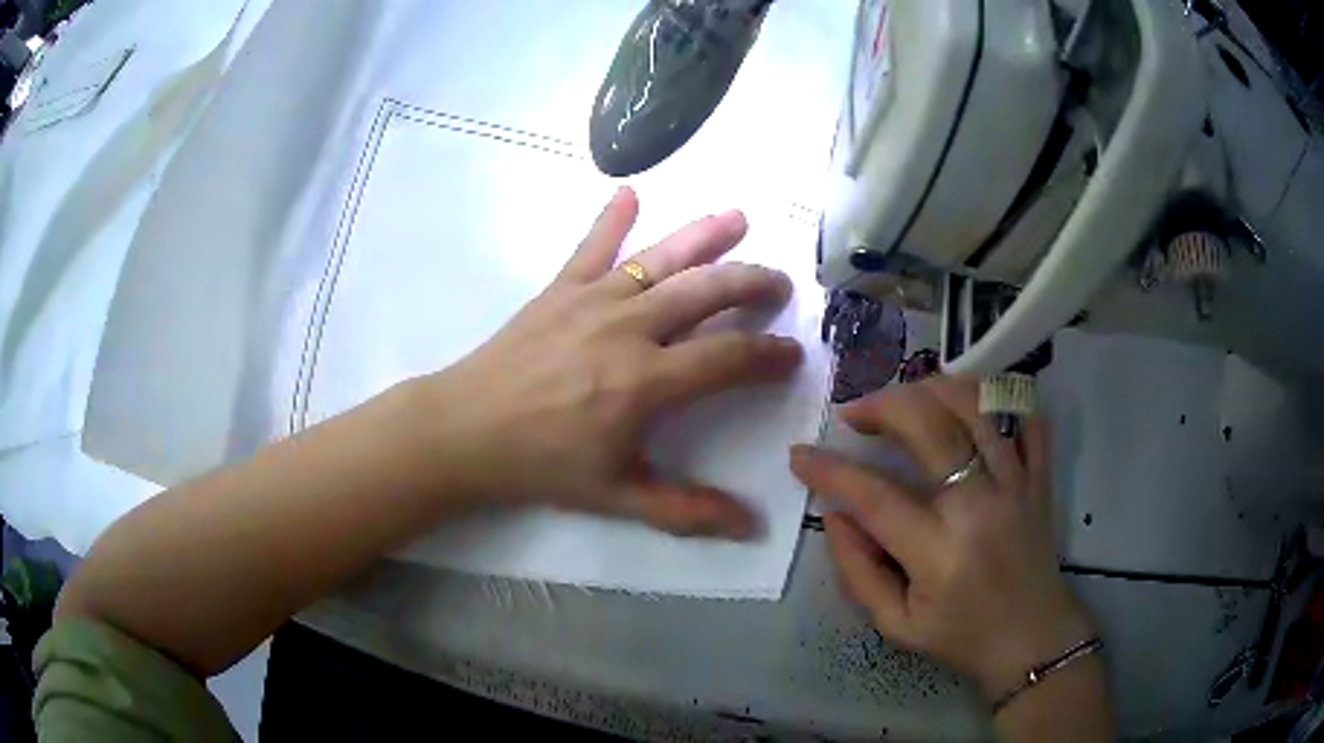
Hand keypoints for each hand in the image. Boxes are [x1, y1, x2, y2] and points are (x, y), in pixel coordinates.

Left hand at [409, 187, 801, 537]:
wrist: (465, 430)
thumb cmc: (541, 464)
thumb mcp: (616, 497)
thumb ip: (685, 510)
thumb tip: (749, 526)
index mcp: (647, 381)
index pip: (729, 357)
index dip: (769, 355)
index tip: (794, 353)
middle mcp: (630, 328)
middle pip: (707, 291)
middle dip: (753, 282)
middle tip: (781, 283)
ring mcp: (593, 299)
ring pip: (662, 258)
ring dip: (704, 234)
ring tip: (738, 217)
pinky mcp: (559, 288)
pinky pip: (591, 246)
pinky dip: (611, 218)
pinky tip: (627, 191)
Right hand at [790, 376, 1095, 701]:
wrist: (1030, 638)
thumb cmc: (960, 635)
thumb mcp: (895, 624)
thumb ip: (858, 572)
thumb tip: (835, 516)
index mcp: (939, 552)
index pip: (875, 496)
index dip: (830, 470)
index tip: (800, 455)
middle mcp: (980, 505)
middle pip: (930, 425)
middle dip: (883, 405)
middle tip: (856, 413)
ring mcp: (1016, 483)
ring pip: (978, 405)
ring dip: (934, 388)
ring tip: (907, 399)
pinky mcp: (1039, 476)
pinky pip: (1027, 416)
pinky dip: (1000, 395)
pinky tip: (971, 401)